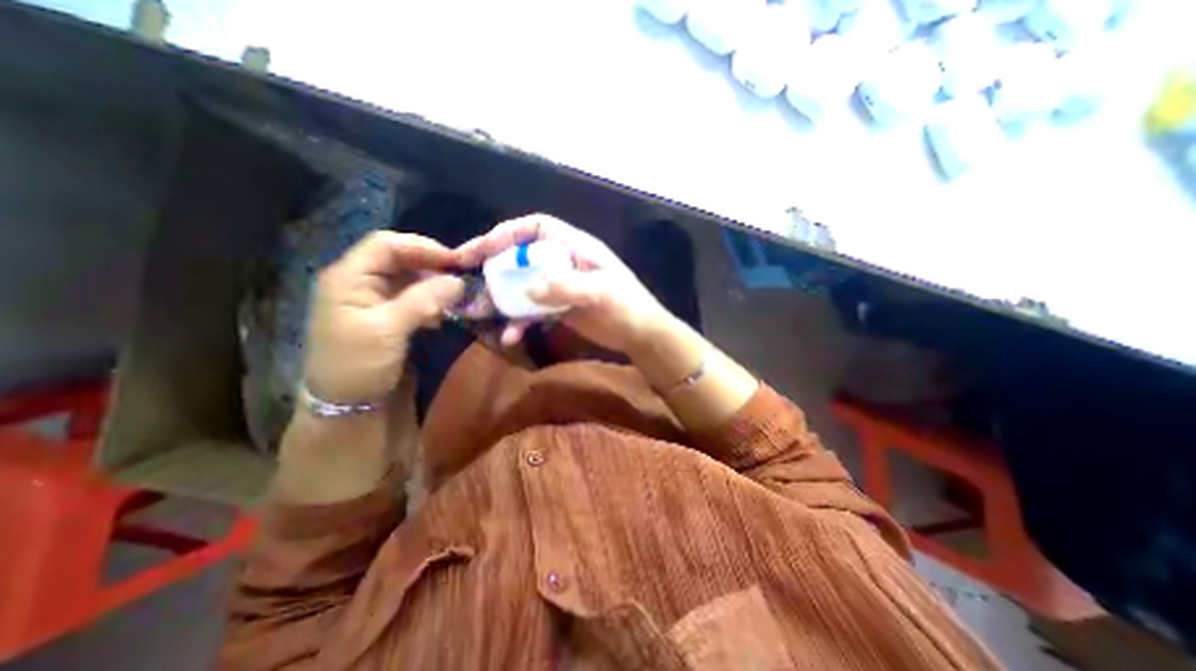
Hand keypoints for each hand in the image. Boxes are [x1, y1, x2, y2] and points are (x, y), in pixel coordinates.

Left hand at [306, 230, 461, 402]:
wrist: (345, 406)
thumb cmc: (358, 365)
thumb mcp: (388, 330)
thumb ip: (423, 301)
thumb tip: (458, 281)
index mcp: (348, 278)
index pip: (386, 245)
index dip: (422, 247)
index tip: (455, 261)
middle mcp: (360, 282)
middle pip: (399, 258)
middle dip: (432, 265)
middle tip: (462, 277)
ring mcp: (374, 299)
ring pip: (409, 278)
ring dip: (434, 284)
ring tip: (457, 296)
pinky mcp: (388, 316)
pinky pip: (413, 298)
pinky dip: (431, 301)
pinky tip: (443, 314)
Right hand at [456, 214, 668, 352]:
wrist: (640, 335)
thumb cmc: (627, 306)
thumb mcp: (601, 293)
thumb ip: (566, 287)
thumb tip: (528, 289)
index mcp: (575, 247)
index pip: (537, 227)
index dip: (508, 232)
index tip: (482, 248)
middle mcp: (563, 262)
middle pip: (523, 255)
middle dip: (495, 262)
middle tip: (466, 273)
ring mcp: (560, 286)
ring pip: (524, 283)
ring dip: (503, 296)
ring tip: (481, 309)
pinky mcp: (559, 307)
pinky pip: (533, 309)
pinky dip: (520, 321)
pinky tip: (511, 335)